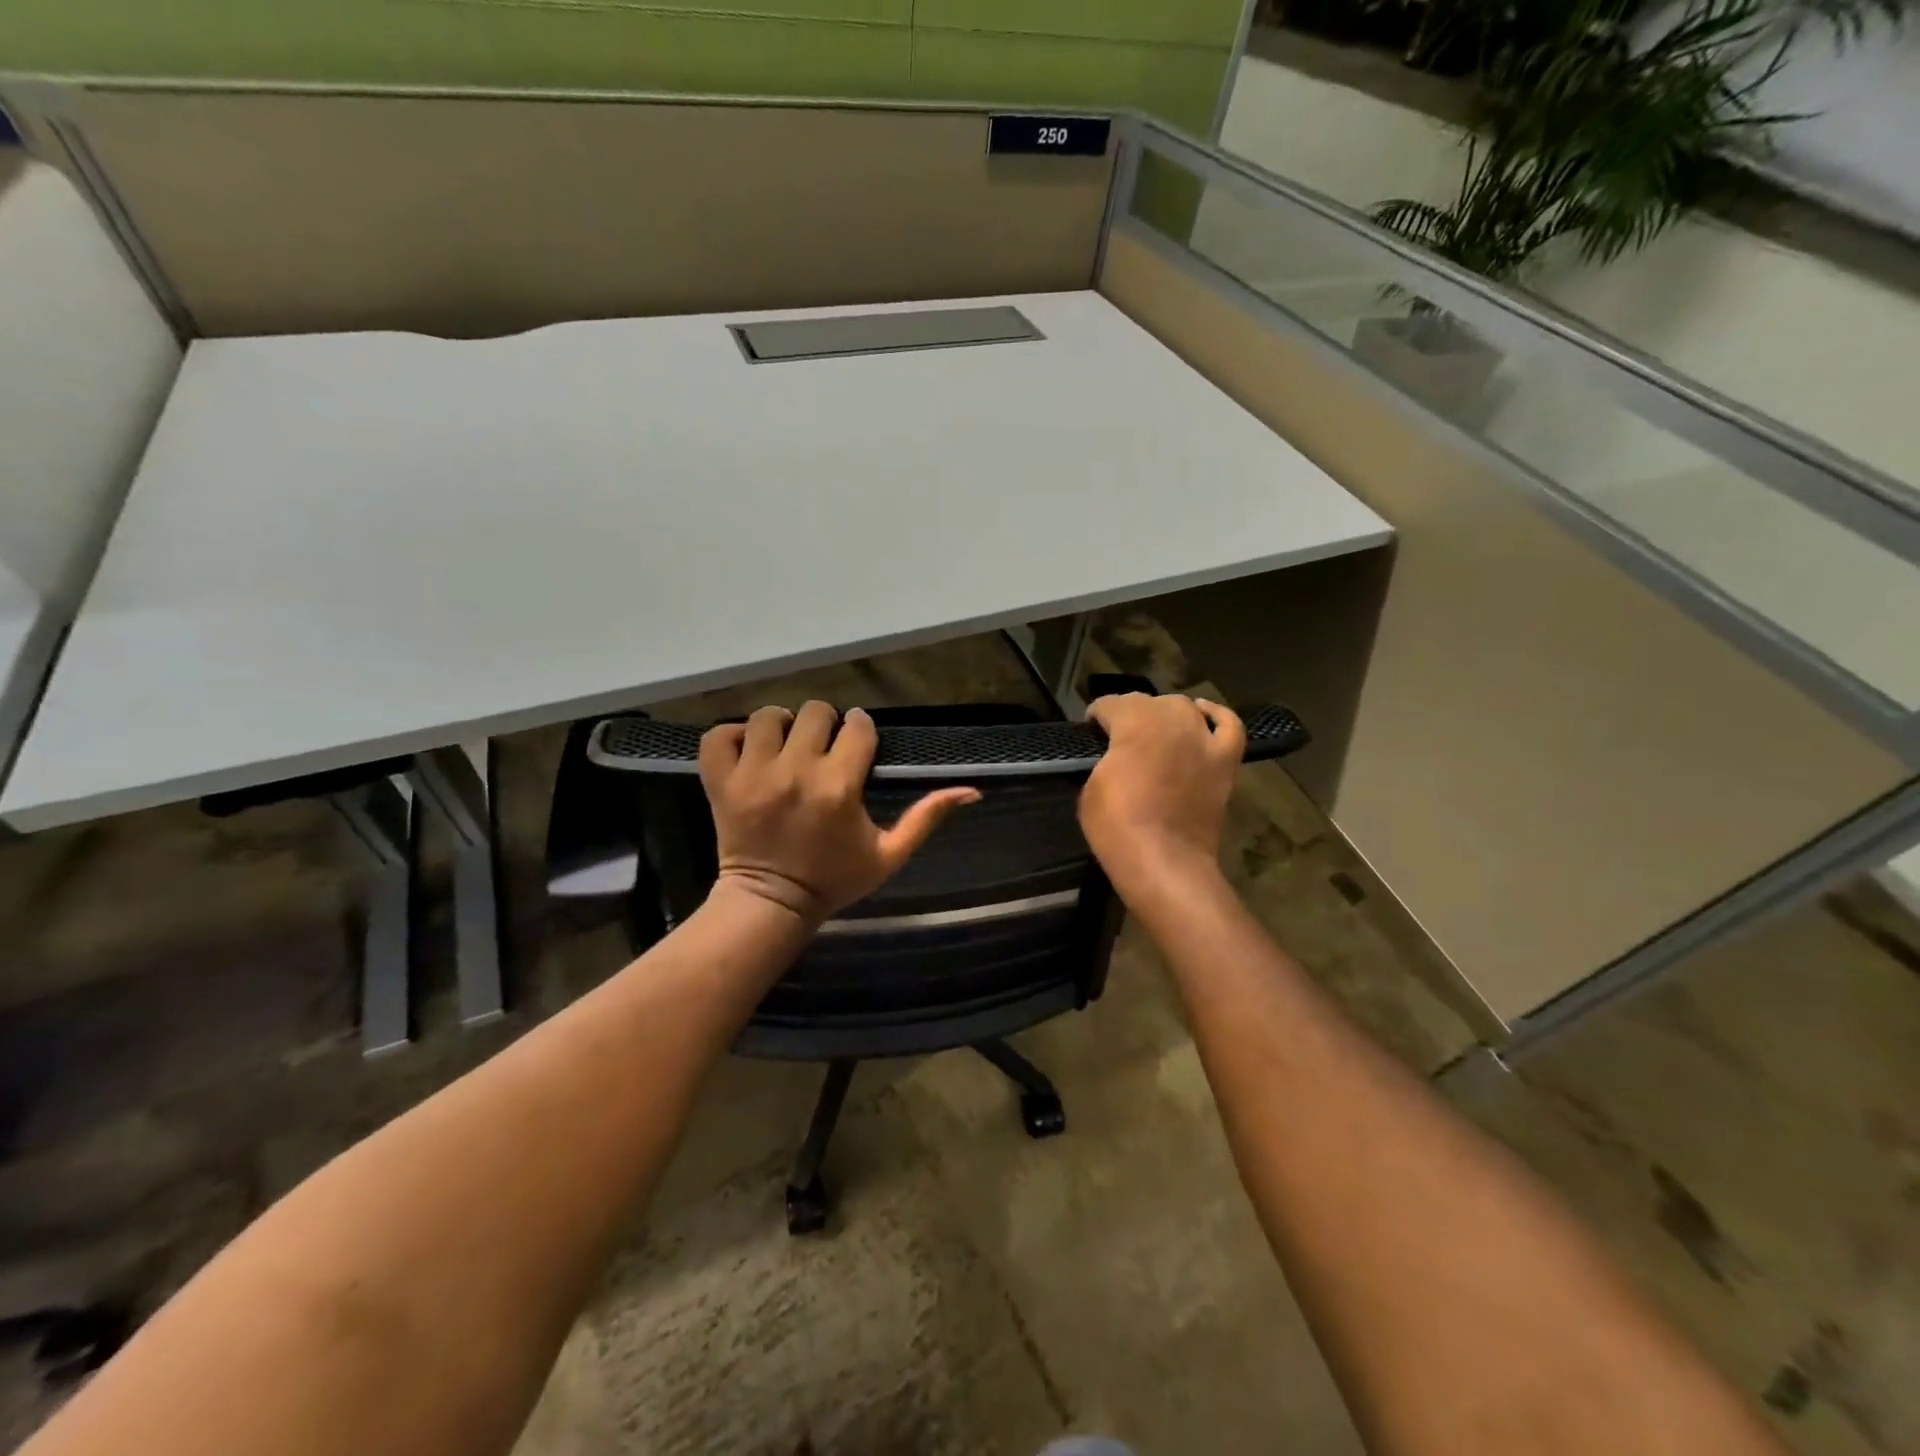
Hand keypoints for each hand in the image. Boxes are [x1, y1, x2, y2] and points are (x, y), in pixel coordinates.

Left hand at [698, 701, 980, 923]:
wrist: (771, 904)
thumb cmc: (834, 880)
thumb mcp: (889, 854)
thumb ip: (927, 818)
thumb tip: (972, 790)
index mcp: (839, 788)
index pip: (857, 727)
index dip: (861, 730)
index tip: (857, 743)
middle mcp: (795, 773)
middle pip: (814, 712)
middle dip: (824, 725)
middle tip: (822, 748)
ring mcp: (752, 775)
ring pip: (767, 716)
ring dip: (780, 726)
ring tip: (785, 747)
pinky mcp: (720, 782)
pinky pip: (719, 735)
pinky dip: (732, 736)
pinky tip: (749, 750)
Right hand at [1078, 693, 1244, 898]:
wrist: (1164, 862)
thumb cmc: (1117, 827)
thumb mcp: (1090, 788)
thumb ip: (1103, 759)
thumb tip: (1112, 755)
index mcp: (1133, 723)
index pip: (1110, 704)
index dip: (1096, 716)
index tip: (1090, 732)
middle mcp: (1171, 720)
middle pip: (1147, 701)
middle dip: (1129, 713)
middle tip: (1118, 738)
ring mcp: (1203, 739)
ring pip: (1183, 707)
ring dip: (1166, 714)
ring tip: (1156, 731)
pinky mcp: (1224, 760)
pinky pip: (1229, 725)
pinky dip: (1216, 716)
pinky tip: (1203, 716)